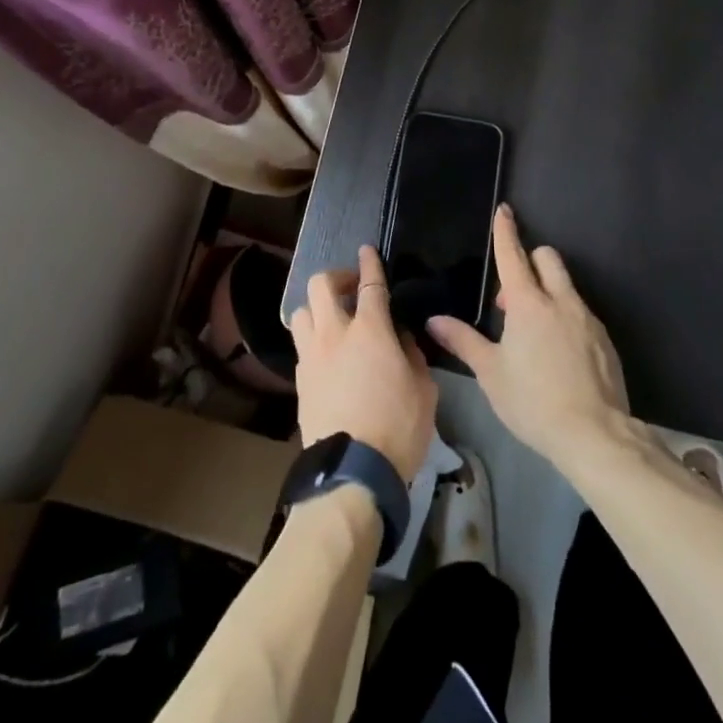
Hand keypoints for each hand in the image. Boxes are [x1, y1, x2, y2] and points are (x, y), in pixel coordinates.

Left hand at [290, 244, 437, 478]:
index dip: (369, 264)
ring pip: (302, 311)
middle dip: (336, 277)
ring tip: (333, 319)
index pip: (370, 284)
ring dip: (317, 307)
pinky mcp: (299, 380)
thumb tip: (400, 337)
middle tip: (351, 288)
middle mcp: (334, 334)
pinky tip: (326, 354)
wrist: (352, 473)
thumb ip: (411, 354)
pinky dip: (313, 338)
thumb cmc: (398, 428)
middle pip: (321, 285)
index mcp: (370, 330)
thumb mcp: (423, 389)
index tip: (366, 250)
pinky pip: (301, 344)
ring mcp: (311, 356)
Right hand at [428, 205, 630, 470]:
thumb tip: (434, 320)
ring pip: (565, 285)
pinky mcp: (604, 339)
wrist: (595, 435)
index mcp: (528, 304)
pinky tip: (557, 354)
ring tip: (532, 332)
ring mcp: (586, 319)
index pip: (513, 255)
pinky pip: (580, 312)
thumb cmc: (534, 401)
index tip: (505, 210)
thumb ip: (463, 341)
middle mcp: (560, 301)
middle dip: (530, 261)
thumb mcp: (491, 374)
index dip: (506, 231)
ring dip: (547, 292)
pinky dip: (565, 317)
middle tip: (511, 299)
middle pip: (547, 258)